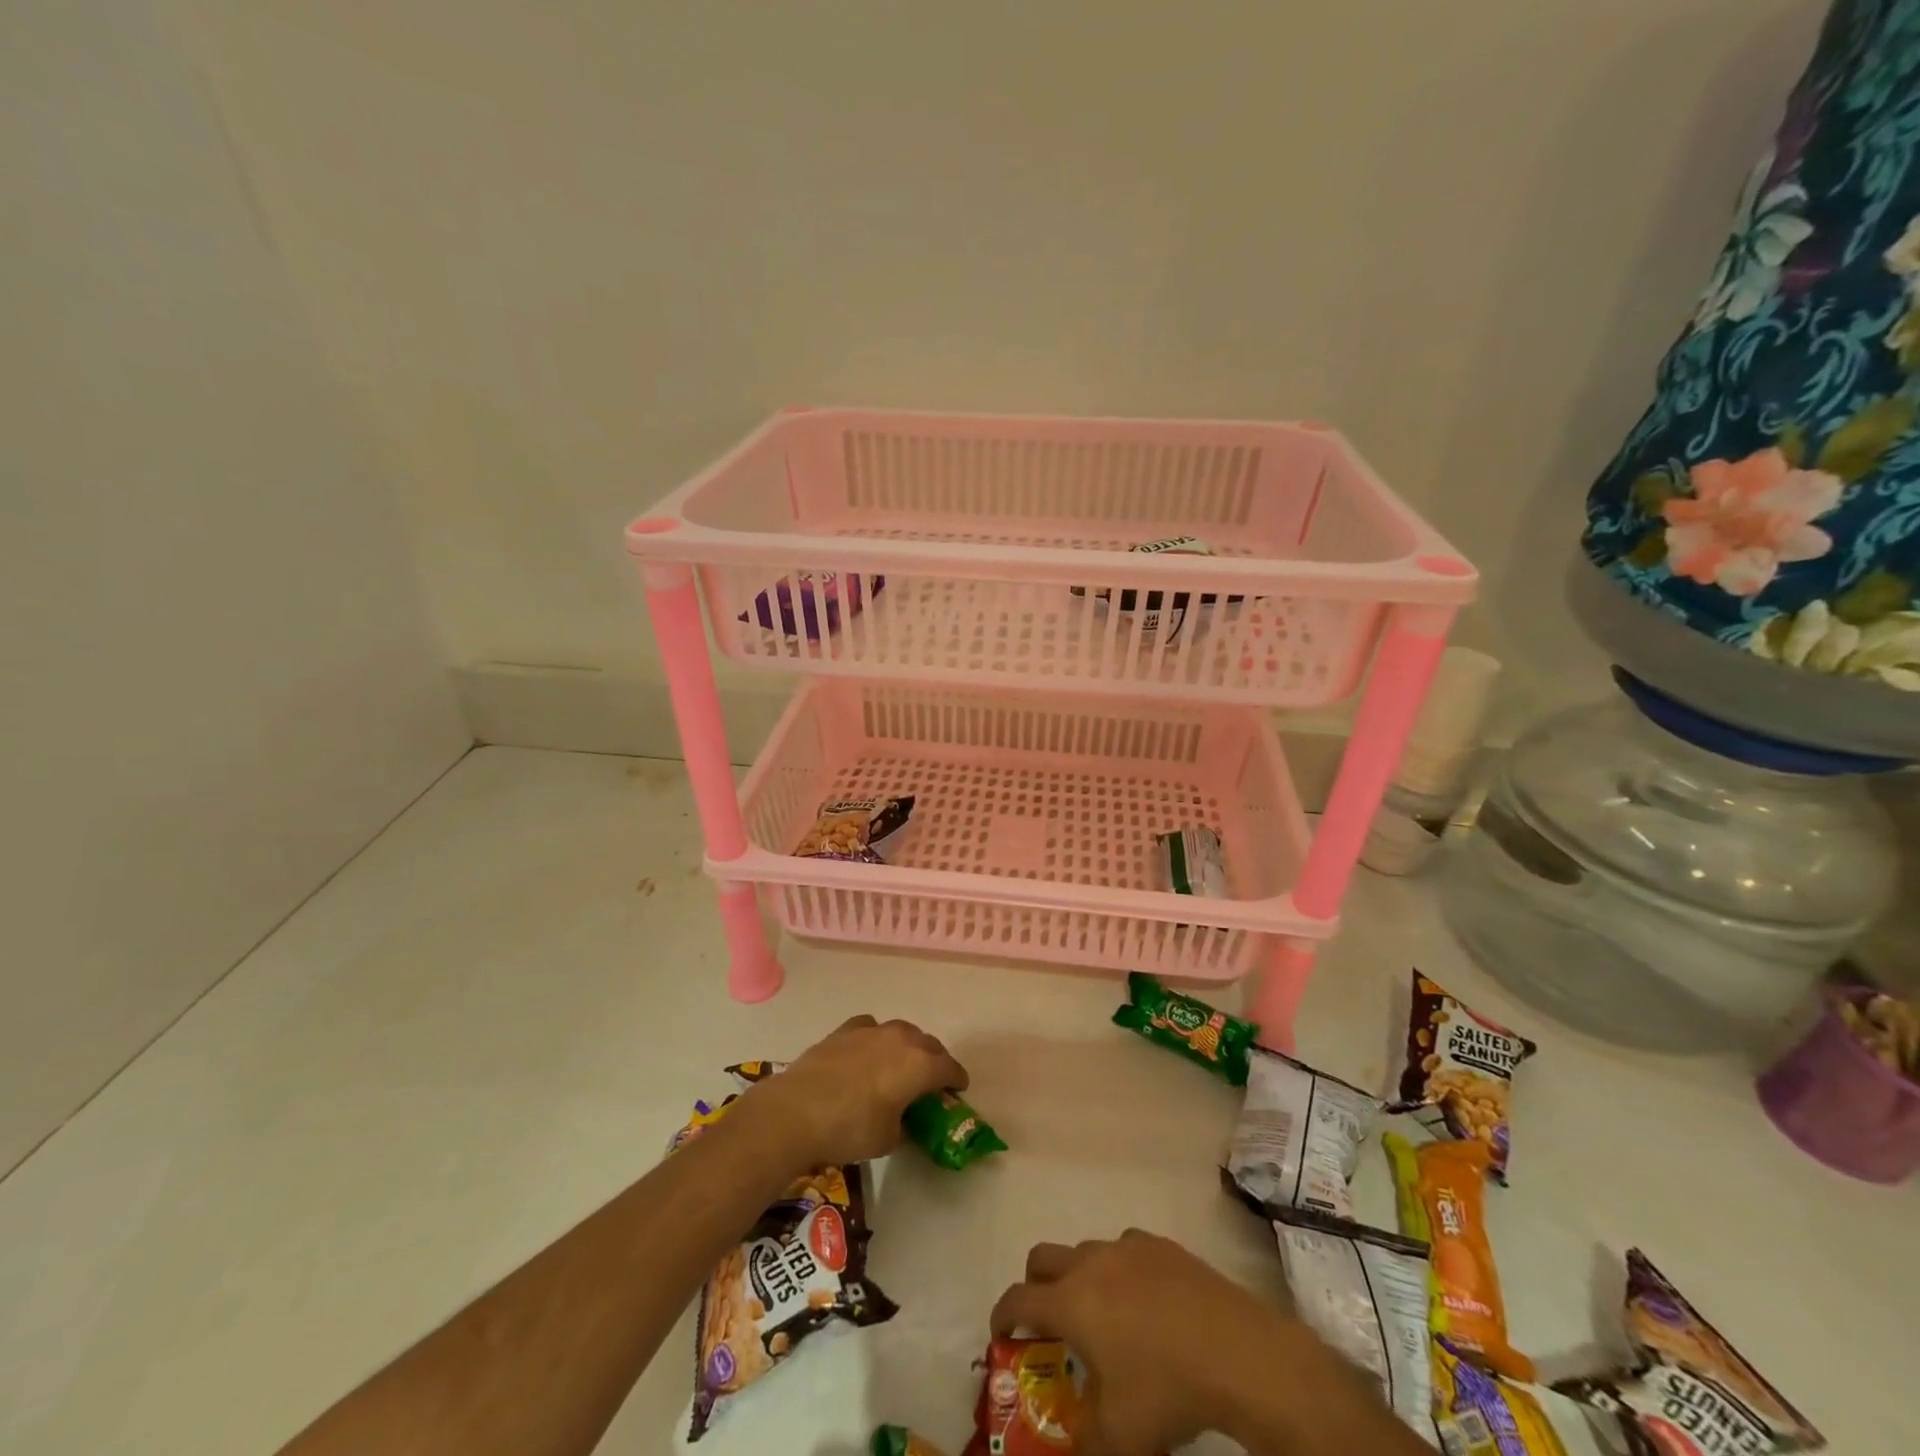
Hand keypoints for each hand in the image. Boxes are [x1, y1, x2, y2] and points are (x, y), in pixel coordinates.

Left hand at [744, 1015, 965, 1169]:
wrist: (796, 1111)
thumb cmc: (850, 1130)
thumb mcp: (888, 1139)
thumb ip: (904, 1124)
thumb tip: (902, 1119)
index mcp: (920, 1065)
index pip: (950, 1067)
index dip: (957, 1079)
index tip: (958, 1090)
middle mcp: (901, 1039)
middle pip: (928, 1044)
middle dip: (935, 1060)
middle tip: (931, 1081)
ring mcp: (871, 1030)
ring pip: (901, 1032)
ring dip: (907, 1046)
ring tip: (900, 1065)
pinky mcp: (844, 1030)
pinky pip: (871, 1029)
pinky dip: (876, 1039)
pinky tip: (867, 1053)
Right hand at [990, 1230, 1304, 1455]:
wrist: (1235, 1351)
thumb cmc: (1167, 1390)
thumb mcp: (1119, 1438)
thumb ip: (1084, 1442)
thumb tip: (1073, 1447)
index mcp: (1070, 1302)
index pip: (1017, 1299)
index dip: (1002, 1316)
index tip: (1000, 1334)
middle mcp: (1090, 1263)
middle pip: (1042, 1257)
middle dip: (1034, 1285)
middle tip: (1046, 1320)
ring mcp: (1126, 1246)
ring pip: (1085, 1251)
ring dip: (1079, 1277)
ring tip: (1103, 1317)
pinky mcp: (1159, 1243)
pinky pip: (1125, 1248)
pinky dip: (1120, 1270)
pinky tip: (1145, 1302)